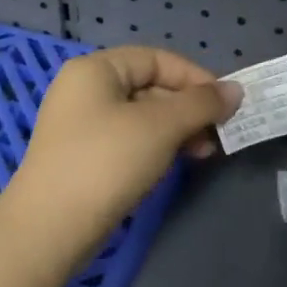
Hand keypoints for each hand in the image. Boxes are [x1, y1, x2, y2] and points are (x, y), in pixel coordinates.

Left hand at [11, 46, 241, 241]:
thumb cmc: (107, 162)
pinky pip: (128, 141)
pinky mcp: (83, 158)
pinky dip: (156, 148)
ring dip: (177, 130)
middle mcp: (84, 91)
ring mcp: (81, 126)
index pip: (156, 58)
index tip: (225, 104)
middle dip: (188, 108)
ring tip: (203, 153)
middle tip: (218, 134)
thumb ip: (200, 104)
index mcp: (95, 70)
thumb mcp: (160, 126)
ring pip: (141, 117)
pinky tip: (175, 165)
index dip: (194, 76)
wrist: (51, 227)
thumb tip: (236, 90)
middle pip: (149, 87)